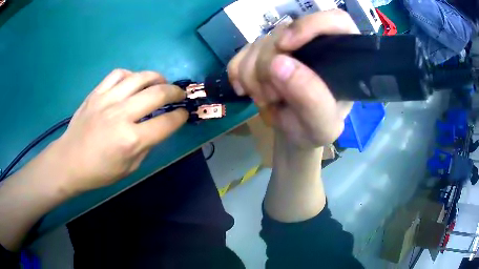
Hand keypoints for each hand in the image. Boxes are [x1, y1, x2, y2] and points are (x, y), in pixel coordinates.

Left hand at [50, 70, 187, 192]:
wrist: (69, 161)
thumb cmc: (99, 172)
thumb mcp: (130, 168)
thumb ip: (146, 145)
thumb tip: (157, 127)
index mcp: (131, 140)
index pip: (166, 123)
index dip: (180, 116)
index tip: (184, 113)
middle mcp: (121, 115)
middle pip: (157, 93)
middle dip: (175, 92)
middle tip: (179, 94)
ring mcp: (107, 100)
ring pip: (139, 77)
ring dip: (156, 78)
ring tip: (161, 82)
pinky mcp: (96, 93)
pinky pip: (118, 74)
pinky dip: (131, 75)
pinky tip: (133, 82)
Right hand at [228, 10, 358, 148]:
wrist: (294, 133)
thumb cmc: (316, 129)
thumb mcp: (322, 125)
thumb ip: (311, 99)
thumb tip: (278, 63)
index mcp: (341, 56)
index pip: (335, 21)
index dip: (309, 25)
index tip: (286, 47)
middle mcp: (314, 43)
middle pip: (284, 33)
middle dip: (268, 66)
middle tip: (272, 97)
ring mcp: (286, 45)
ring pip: (259, 43)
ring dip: (253, 76)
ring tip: (267, 100)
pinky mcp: (263, 51)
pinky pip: (241, 54)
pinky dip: (238, 74)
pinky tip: (247, 91)